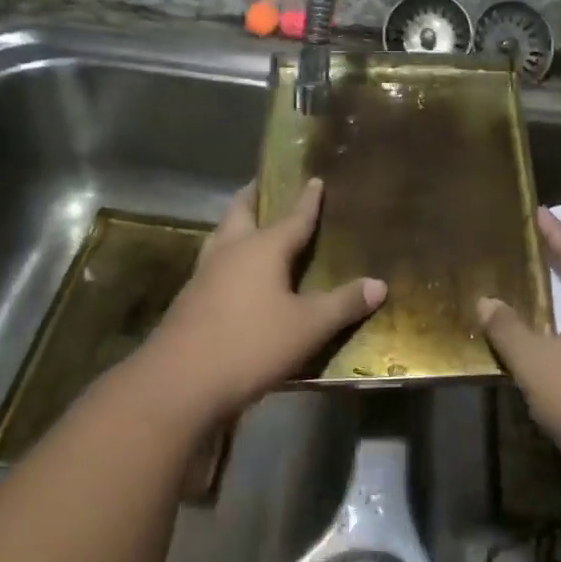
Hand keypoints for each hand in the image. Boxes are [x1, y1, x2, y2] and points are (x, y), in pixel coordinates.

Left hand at [146, 180, 385, 423]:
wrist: (181, 381)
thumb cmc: (252, 344)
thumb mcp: (308, 326)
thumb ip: (343, 304)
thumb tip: (379, 284)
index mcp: (262, 248)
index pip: (292, 217)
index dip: (307, 200)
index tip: (315, 179)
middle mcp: (231, 251)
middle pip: (241, 212)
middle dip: (254, 197)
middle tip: (263, 186)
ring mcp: (204, 274)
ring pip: (220, 236)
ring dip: (235, 224)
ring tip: (247, 224)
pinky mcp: (189, 299)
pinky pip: (212, 264)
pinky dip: (226, 257)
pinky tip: (232, 274)